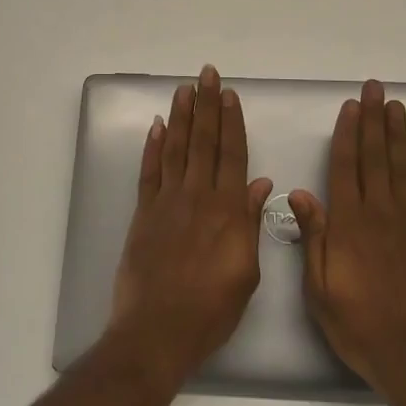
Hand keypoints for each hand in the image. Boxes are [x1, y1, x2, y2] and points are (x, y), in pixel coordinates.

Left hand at [109, 65, 273, 385]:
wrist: (158, 331)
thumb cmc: (211, 309)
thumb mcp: (246, 272)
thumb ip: (251, 223)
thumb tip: (262, 184)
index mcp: (227, 210)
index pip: (232, 154)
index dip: (231, 121)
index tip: (229, 93)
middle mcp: (197, 197)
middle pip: (204, 142)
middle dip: (206, 105)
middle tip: (206, 74)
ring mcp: (167, 202)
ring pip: (176, 149)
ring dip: (181, 116)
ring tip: (184, 89)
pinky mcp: (144, 214)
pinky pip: (149, 172)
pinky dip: (153, 147)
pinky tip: (157, 126)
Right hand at [289, 80, 405, 396]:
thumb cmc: (357, 323)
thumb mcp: (319, 287)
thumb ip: (314, 236)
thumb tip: (300, 194)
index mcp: (349, 223)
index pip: (346, 167)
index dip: (348, 134)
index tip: (350, 106)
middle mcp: (380, 213)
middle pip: (376, 157)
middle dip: (373, 120)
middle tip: (374, 89)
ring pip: (401, 168)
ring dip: (397, 134)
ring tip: (394, 106)